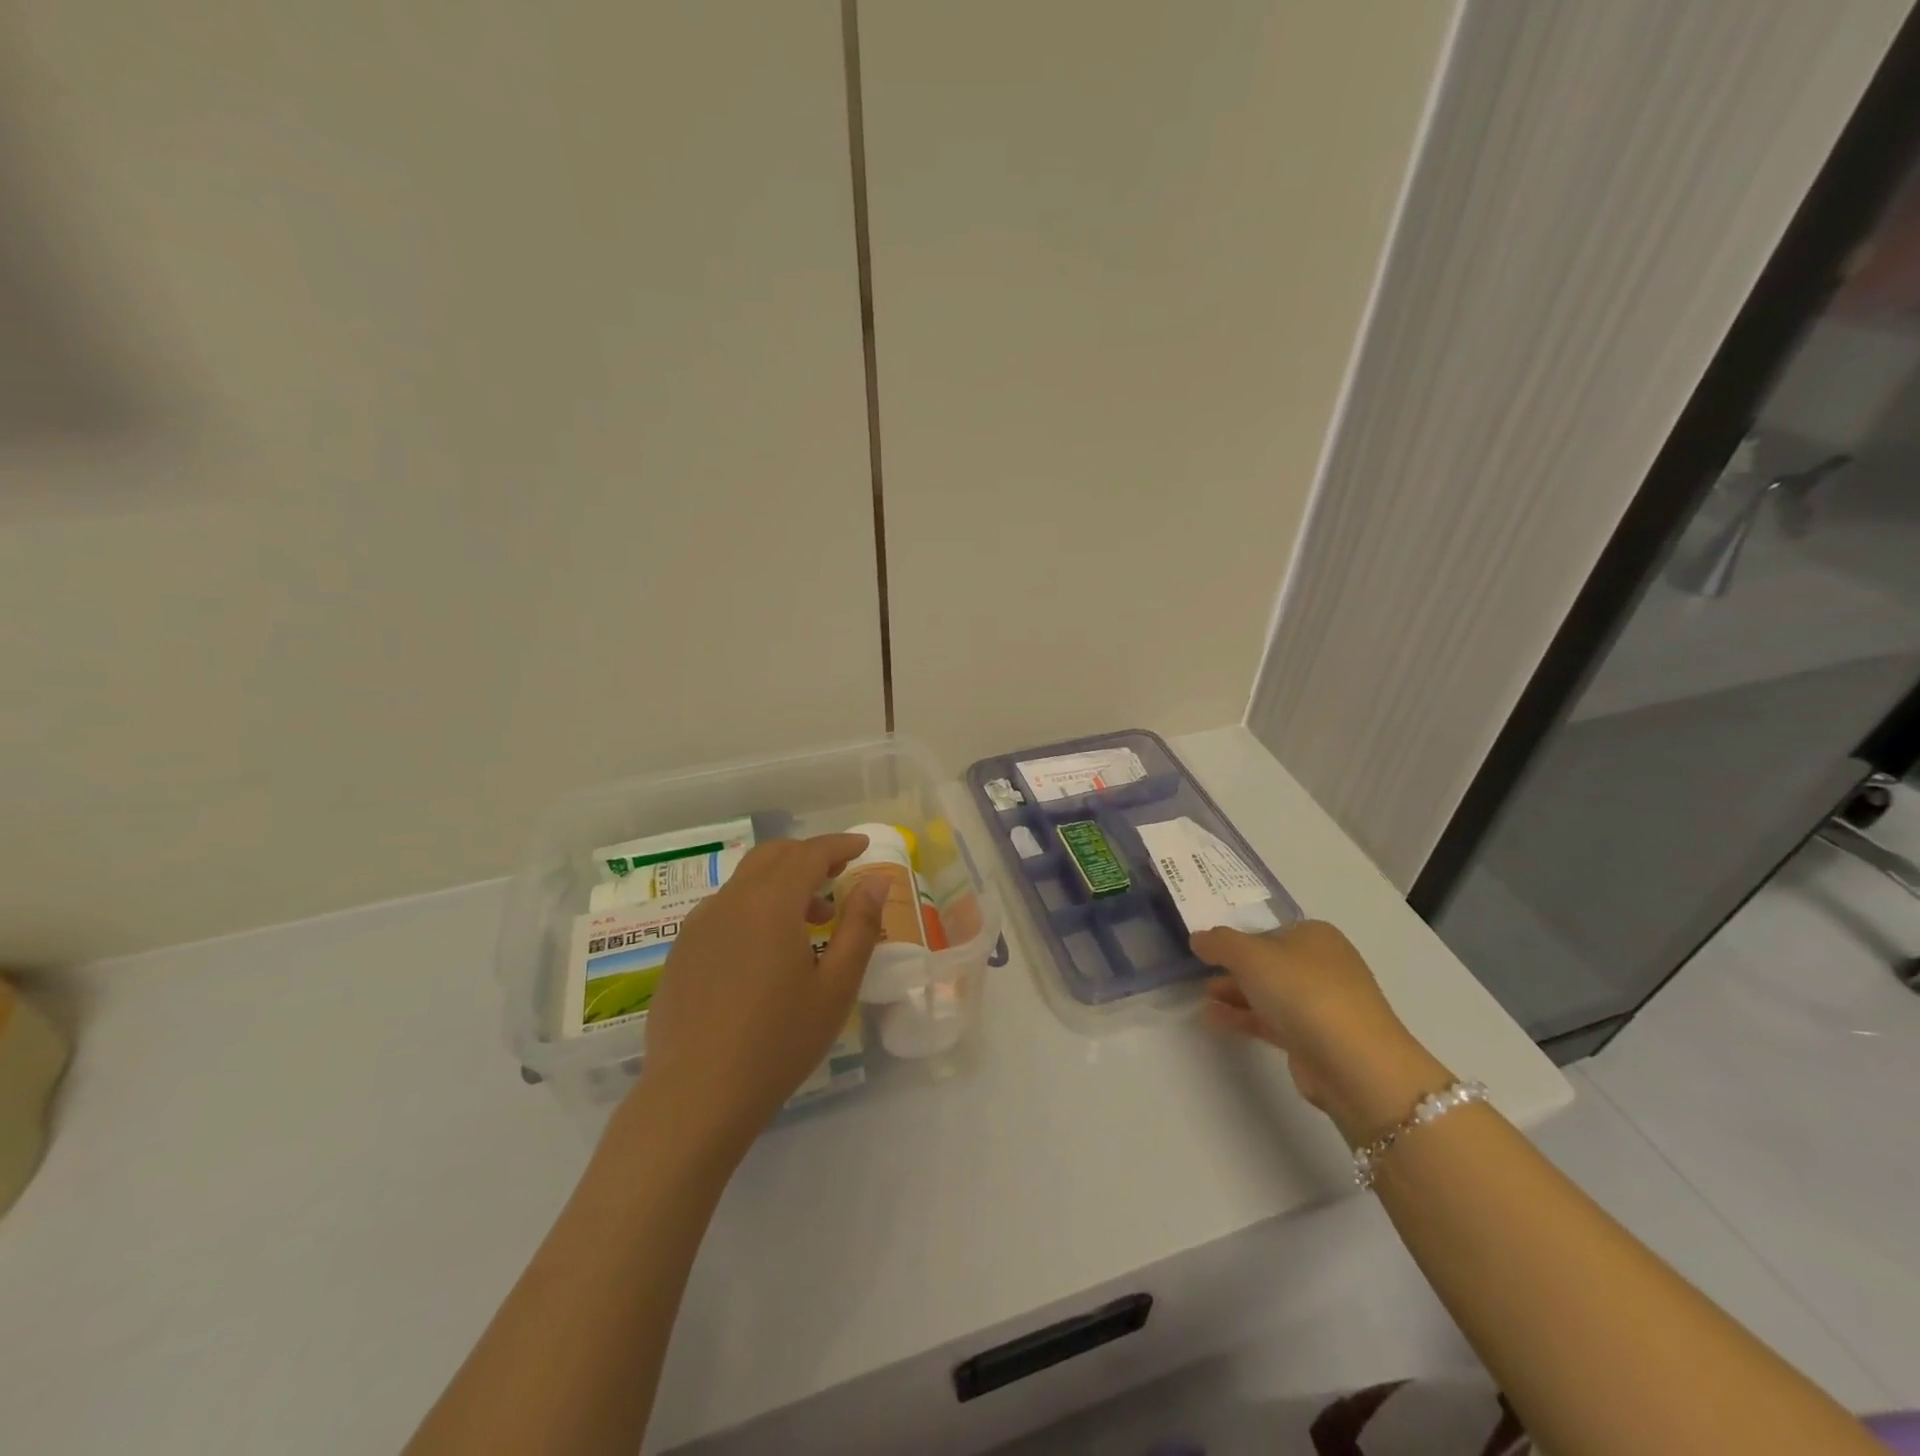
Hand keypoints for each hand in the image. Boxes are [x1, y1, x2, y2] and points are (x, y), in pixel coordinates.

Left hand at [614, 833, 885, 1165]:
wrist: (695, 1096)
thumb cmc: (778, 1042)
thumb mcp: (836, 987)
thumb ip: (860, 926)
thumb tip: (876, 880)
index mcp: (770, 903)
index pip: (810, 854)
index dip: (839, 845)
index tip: (863, 847)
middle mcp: (730, 901)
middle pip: (774, 856)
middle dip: (810, 856)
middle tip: (840, 875)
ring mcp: (699, 924)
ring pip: (747, 880)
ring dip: (783, 881)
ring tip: (812, 918)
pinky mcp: (682, 950)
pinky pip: (725, 907)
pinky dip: (755, 904)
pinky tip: (767, 947)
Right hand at [1193, 920, 1451, 1144]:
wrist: (1355, 1064)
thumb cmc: (1303, 992)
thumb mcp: (1250, 955)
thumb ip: (1219, 943)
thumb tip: (1198, 938)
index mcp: (1316, 936)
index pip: (1268, 930)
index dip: (1237, 939)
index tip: (1208, 951)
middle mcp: (1323, 965)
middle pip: (1269, 962)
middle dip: (1234, 969)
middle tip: (1201, 975)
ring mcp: (1323, 1004)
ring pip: (1270, 993)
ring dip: (1236, 994)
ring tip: (1203, 999)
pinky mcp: (1316, 1039)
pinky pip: (1273, 1020)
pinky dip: (1245, 1017)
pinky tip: (1215, 1019)